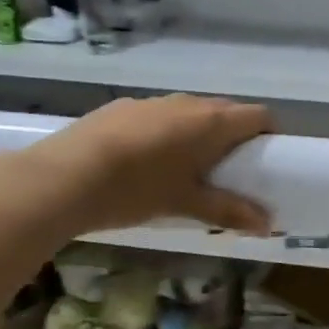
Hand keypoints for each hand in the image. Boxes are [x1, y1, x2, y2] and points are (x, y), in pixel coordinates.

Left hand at [13, 95, 273, 237]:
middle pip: (226, 112)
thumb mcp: (186, 204)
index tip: (267, 159)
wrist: (59, 177)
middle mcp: (188, 103)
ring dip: (198, 134)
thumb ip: (229, 211)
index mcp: (212, 122)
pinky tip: (143, 163)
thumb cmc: (136, 189)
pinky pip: (158, 116)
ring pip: (190, 113)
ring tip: (185, 169)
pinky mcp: (121, 108)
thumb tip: (268, 225)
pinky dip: (164, 134)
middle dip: (234, 137)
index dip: (268, 134)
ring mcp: (152, 102)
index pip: (259, 115)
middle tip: (229, 171)